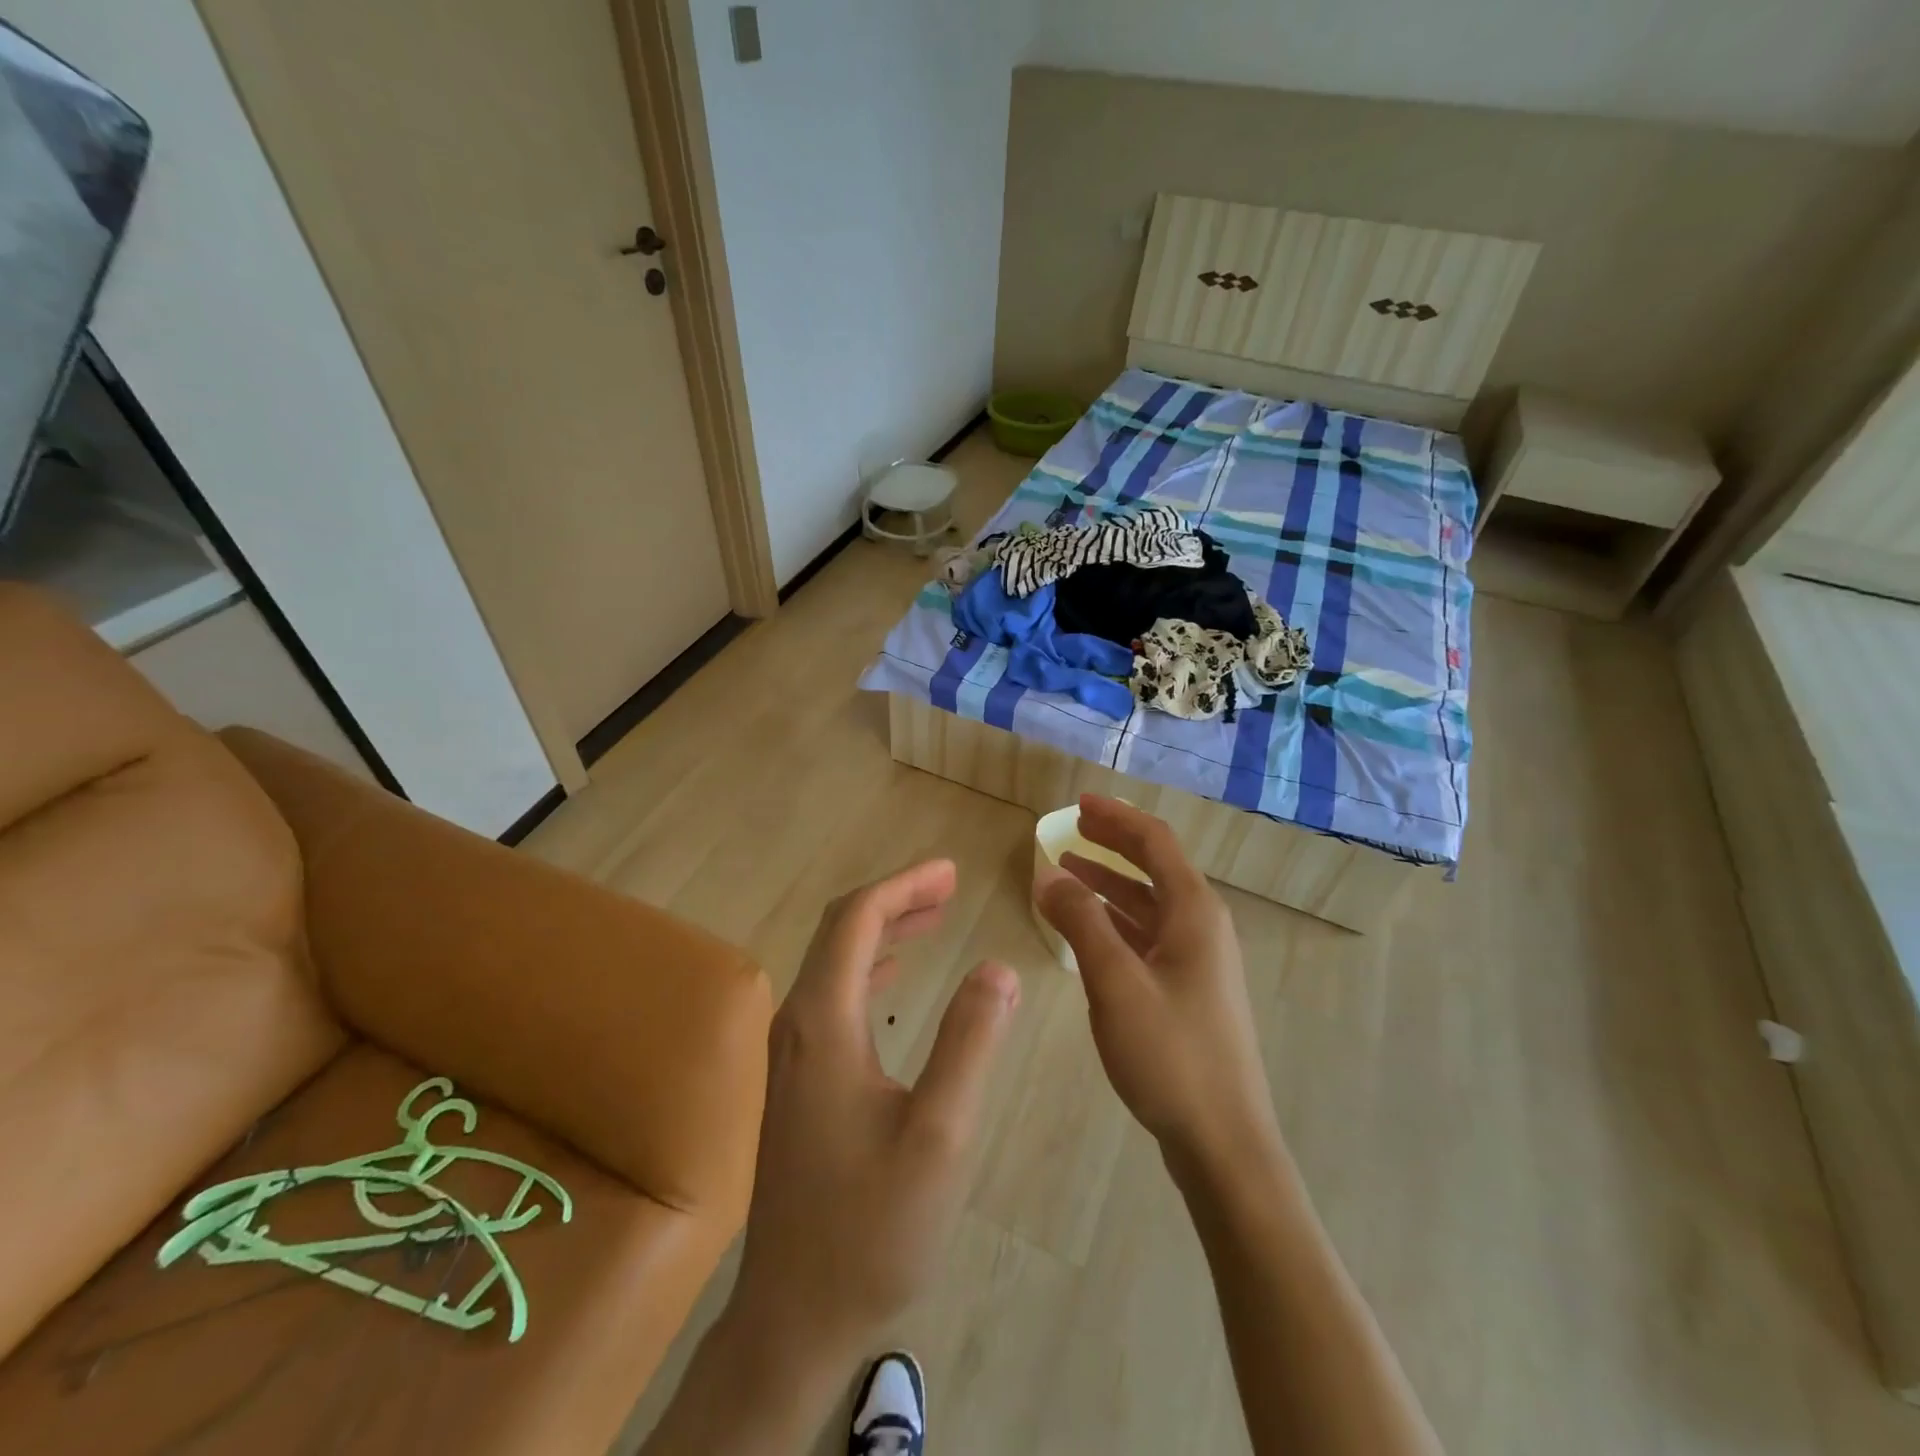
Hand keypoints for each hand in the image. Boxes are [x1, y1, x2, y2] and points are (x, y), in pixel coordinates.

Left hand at [731, 859, 1020, 1366]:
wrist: (793, 1316)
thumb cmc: (871, 1226)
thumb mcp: (939, 1134)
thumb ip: (970, 1041)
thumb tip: (998, 967)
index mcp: (823, 1022)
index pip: (856, 920)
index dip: (904, 886)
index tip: (951, 871)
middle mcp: (796, 1023)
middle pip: (839, 931)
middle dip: (895, 899)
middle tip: (949, 885)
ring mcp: (791, 1053)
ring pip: (834, 962)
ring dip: (882, 931)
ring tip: (933, 917)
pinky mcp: (797, 1079)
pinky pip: (831, 995)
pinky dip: (868, 967)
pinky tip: (892, 976)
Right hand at [1035, 796, 1279, 1173]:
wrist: (1224, 1142)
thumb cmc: (1170, 1054)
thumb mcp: (1116, 982)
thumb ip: (1081, 922)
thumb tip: (1050, 873)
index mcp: (1194, 912)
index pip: (1155, 842)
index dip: (1116, 817)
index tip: (1078, 803)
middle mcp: (1202, 926)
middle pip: (1155, 867)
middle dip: (1113, 843)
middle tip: (1070, 828)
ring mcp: (1198, 961)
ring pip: (1149, 904)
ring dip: (1110, 883)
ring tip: (1067, 871)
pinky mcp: (1189, 991)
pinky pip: (1148, 936)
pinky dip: (1116, 921)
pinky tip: (1087, 930)